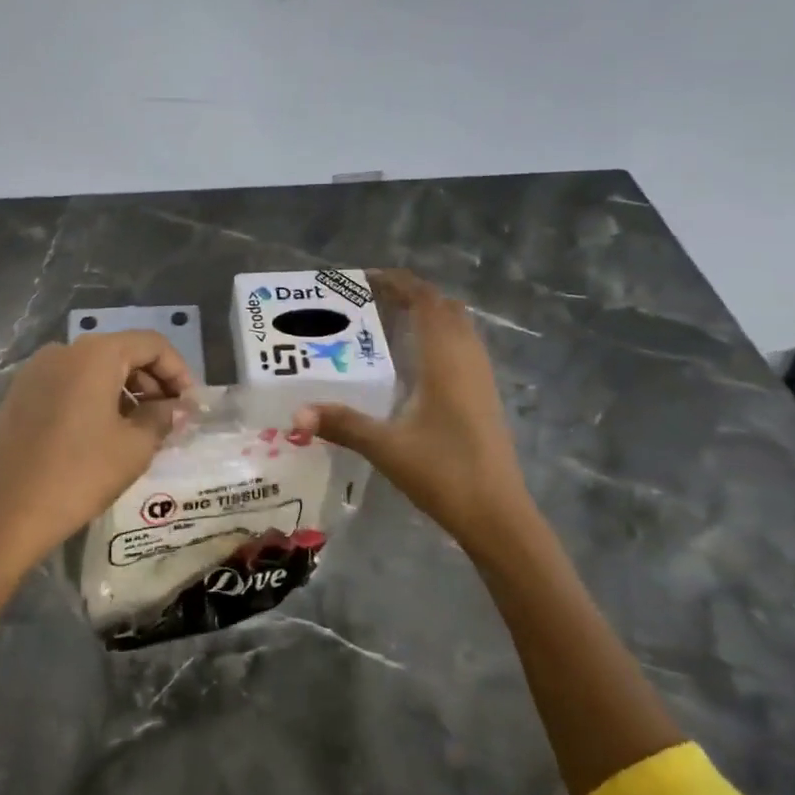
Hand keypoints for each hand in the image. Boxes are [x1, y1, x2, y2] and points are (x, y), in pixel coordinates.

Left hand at [0, 330, 193, 569]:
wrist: (8, 513)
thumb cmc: (80, 474)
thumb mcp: (134, 447)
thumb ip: (162, 418)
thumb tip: (177, 408)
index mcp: (95, 354)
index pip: (151, 344)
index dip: (178, 371)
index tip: (189, 405)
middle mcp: (63, 350)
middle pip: (120, 352)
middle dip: (150, 381)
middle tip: (167, 419)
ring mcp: (35, 371)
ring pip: (92, 369)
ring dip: (122, 391)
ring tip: (137, 429)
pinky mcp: (18, 394)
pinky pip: (67, 384)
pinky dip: (92, 399)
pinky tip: (99, 434)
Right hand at [293, 270, 532, 547]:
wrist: (499, 516)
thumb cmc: (444, 473)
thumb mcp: (386, 448)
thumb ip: (342, 425)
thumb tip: (296, 413)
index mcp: (446, 361)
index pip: (426, 302)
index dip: (399, 283)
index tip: (366, 279)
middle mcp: (467, 360)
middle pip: (445, 308)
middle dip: (412, 295)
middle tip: (372, 300)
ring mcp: (481, 378)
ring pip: (458, 327)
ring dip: (428, 314)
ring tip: (389, 321)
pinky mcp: (485, 396)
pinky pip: (463, 347)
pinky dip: (439, 336)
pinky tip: (414, 360)